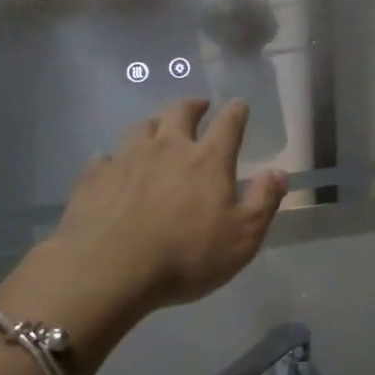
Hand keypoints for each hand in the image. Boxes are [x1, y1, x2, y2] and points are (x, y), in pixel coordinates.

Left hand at [45, 99, 287, 316]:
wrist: (109, 270)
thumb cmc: (186, 256)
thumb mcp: (242, 239)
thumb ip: (263, 202)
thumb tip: (279, 172)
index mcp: (208, 160)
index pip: (228, 124)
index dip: (236, 112)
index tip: (239, 105)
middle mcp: (167, 148)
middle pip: (179, 113)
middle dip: (192, 106)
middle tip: (198, 106)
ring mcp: (127, 158)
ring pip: (141, 128)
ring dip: (153, 125)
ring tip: (157, 129)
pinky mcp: (95, 176)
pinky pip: (105, 157)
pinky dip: (113, 159)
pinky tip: (112, 167)